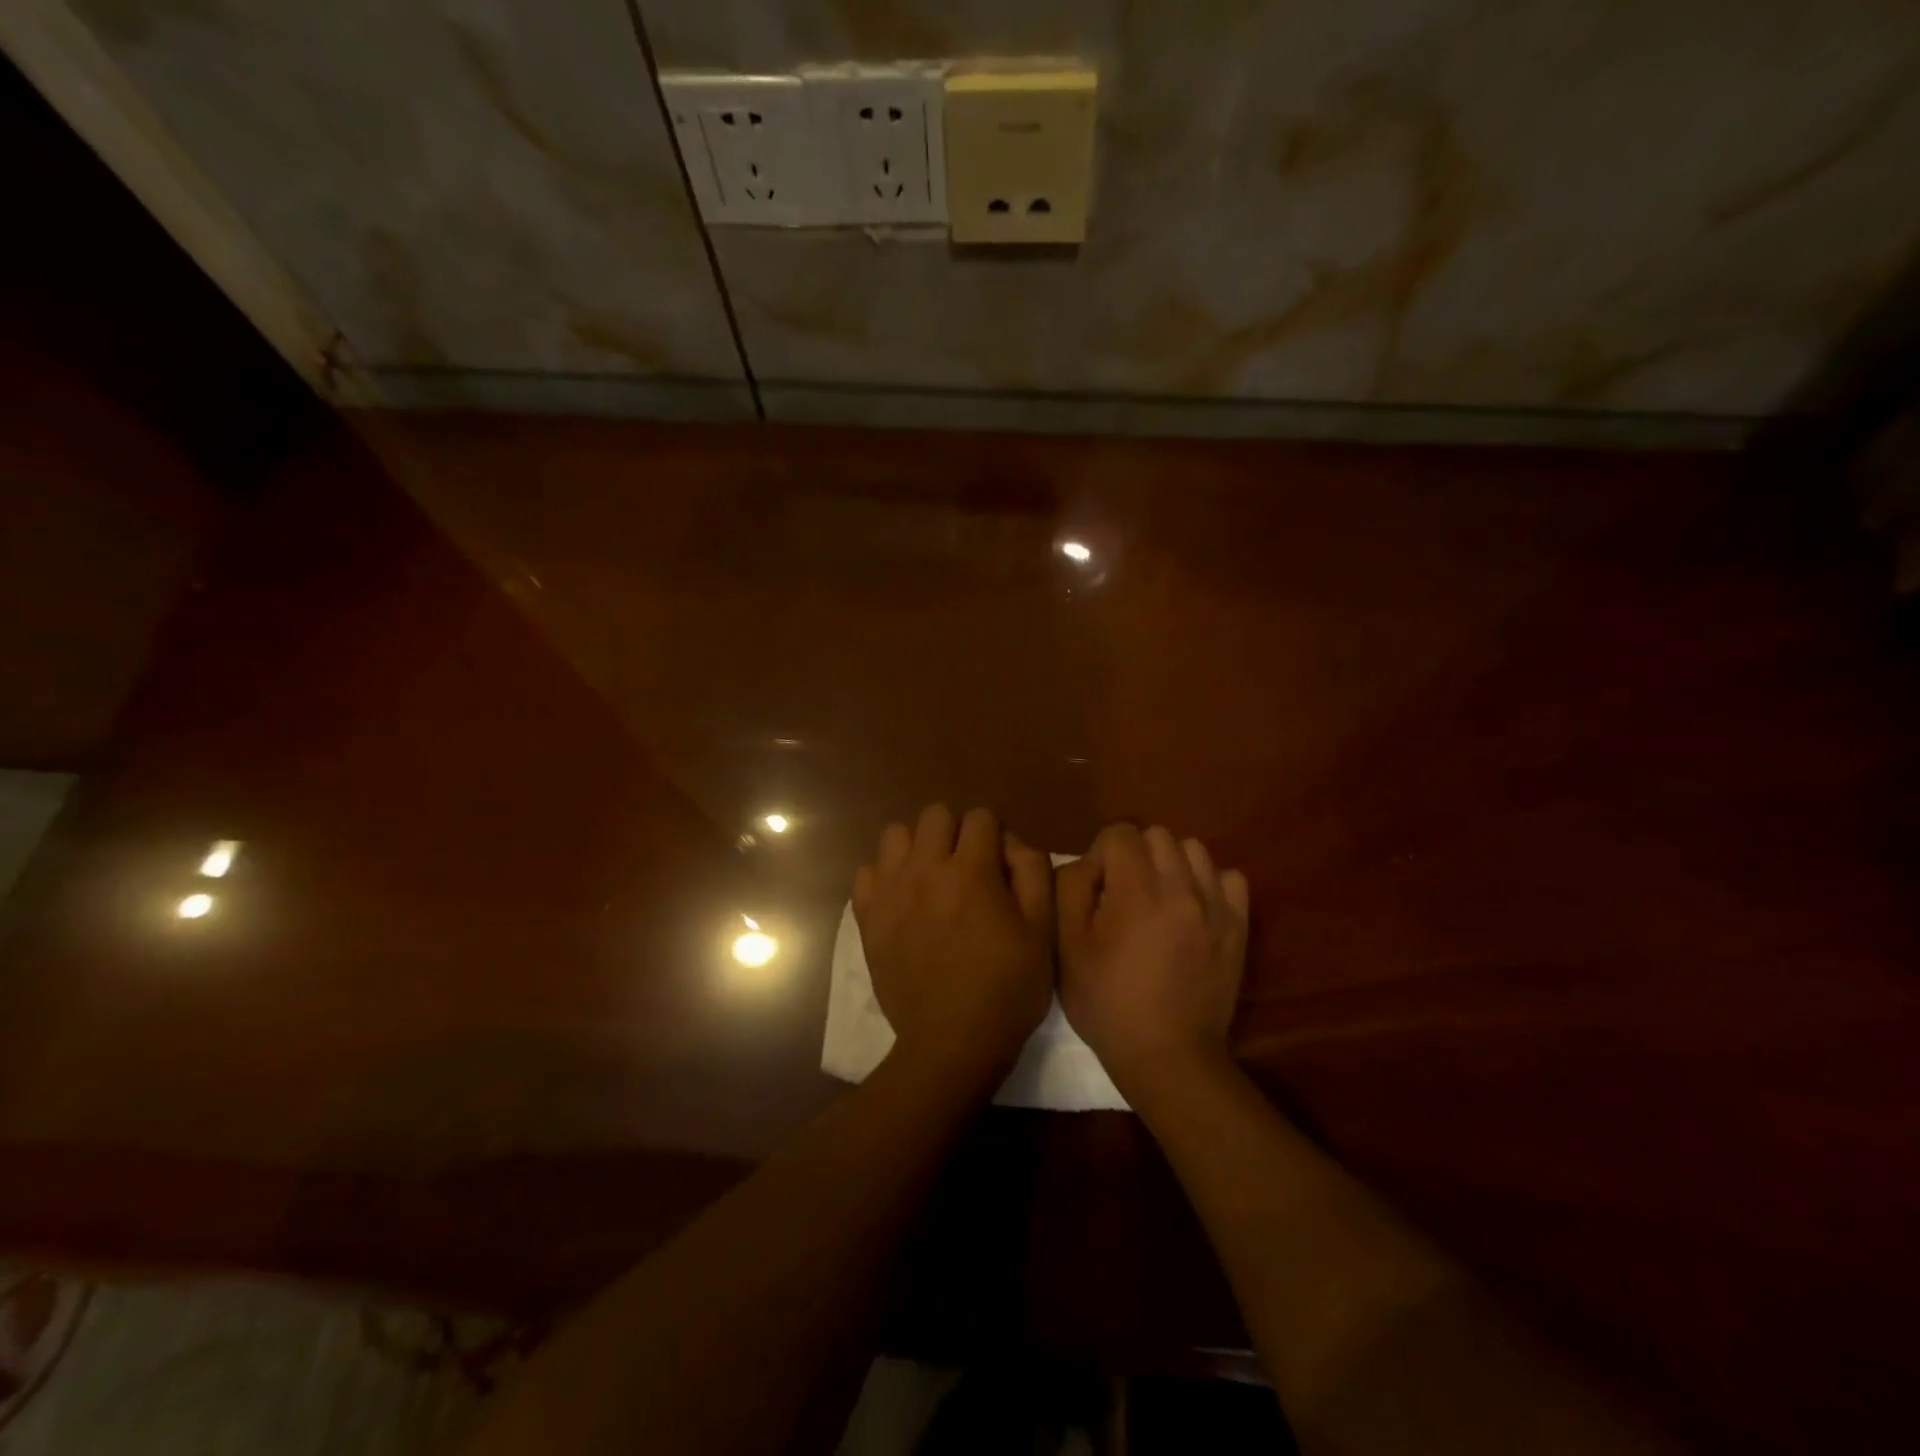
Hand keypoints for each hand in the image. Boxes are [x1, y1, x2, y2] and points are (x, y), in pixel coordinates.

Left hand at [853, 805, 1054, 1084]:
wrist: (952, 1042)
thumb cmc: (1007, 988)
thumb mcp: (1042, 930)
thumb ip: (1032, 871)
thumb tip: (1010, 842)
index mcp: (971, 870)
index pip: (980, 816)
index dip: (995, 835)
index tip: (999, 865)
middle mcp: (925, 869)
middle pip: (935, 814)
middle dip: (955, 832)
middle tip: (966, 868)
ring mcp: (890, 891)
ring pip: (895, 835)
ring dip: (917, 847)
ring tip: (930, 878)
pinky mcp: (867, 917)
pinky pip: (867, 872)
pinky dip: (885, 877)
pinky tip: (902, 900)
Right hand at [1057, 824, 1249, 1093]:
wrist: (1169, 1055)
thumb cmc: (1108, 1003)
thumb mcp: (1067, 948)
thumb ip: (1070, 889)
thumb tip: (1087, 863)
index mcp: (1136, 890)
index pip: (1119, 832)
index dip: (1100, 854)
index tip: (1096, 890)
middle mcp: (1180, 886)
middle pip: (1157, 834)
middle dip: (1135, 853)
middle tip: (1124, 892)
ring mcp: (1215, 905)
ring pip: (1194, 849)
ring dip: (1171, 863)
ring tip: (1159, 897)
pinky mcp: (1238, 925)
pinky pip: (1230, 877)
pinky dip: (1209, 883)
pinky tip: (1192, 908)